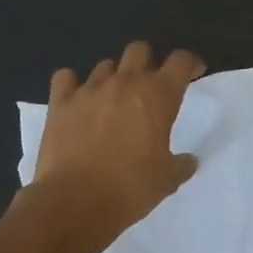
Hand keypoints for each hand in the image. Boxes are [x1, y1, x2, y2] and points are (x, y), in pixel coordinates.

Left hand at [33, 42, 205, 235]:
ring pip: (105, 65)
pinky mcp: (60, 102)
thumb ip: (181, 164)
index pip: (180, 61)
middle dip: (148, 62)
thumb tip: (188, 160)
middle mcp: (124, 83)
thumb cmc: (130, 189)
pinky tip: (78, 99)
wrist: (75, 201)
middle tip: (150, 85)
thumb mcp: (167, 180)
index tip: (193, 72)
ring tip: (113, 99)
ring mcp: (89, 90)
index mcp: (158, 97)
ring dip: (114, 77)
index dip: (190, 63)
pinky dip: (73, 84)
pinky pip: (66, 78)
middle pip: (139, 50)